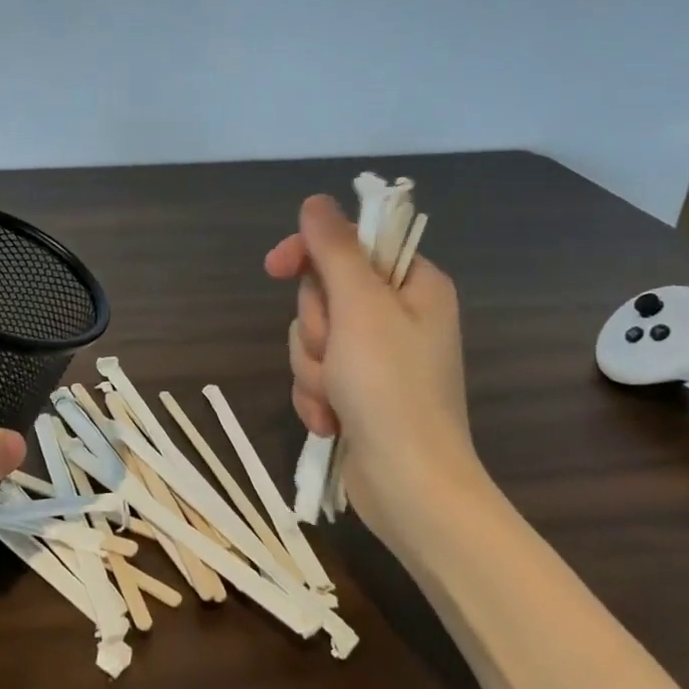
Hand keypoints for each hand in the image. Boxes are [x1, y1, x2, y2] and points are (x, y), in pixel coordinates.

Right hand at [264, 195, 486, 549]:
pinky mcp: (358, 392)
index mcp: (413, 284)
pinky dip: (316, 396)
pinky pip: (315, 374)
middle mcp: (397, 316)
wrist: (410, 487)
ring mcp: (376, 358)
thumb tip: (316, 201)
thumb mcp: (360, 306)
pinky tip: (332, 421)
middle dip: (316, 328)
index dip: (309, 253)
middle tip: (336, 353)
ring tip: (336, 397)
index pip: (349, 244)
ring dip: (312, 368)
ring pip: (312, 337)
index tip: (276, 267)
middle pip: (323, 294)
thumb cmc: (391, 388)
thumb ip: (334, 248)